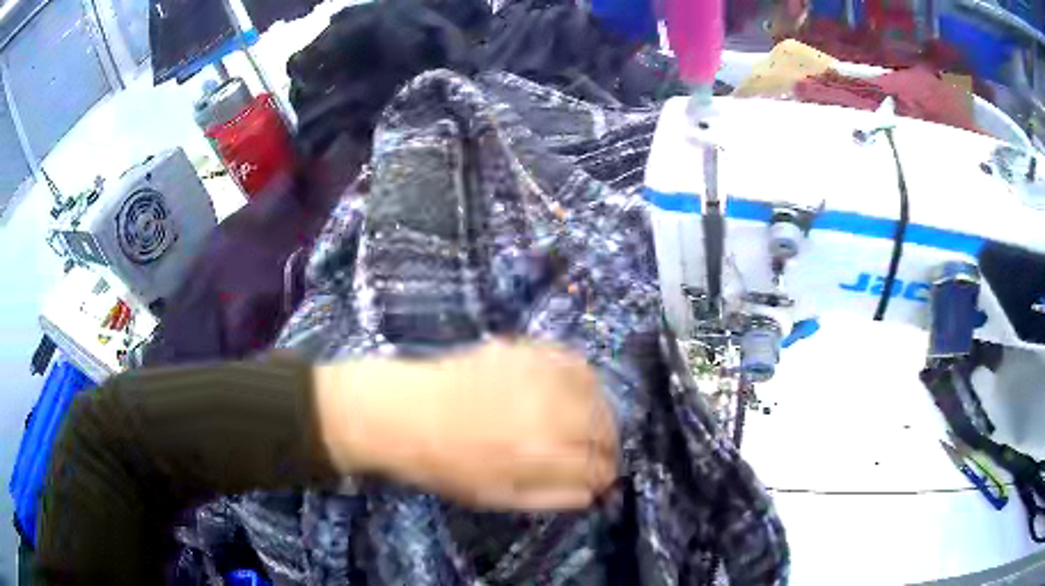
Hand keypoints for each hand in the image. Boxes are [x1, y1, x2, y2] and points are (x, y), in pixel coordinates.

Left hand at [318, 340, 618, 510]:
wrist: (404, 414)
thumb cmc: (446, 465)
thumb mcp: (496, 498)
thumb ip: (550, 497)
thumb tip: (591, 493)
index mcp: (538, 456)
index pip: (597, 467)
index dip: (606, 476)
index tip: (604, 479)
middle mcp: (545, 412)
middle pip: (603, 427)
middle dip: (609, 444)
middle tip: (602, 452)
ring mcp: (535, 377)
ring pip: (594, 391)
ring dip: (602, 411)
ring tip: (593, 422)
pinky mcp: (523, 351)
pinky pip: (570, 360)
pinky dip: (583, 377)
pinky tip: (576, 390)